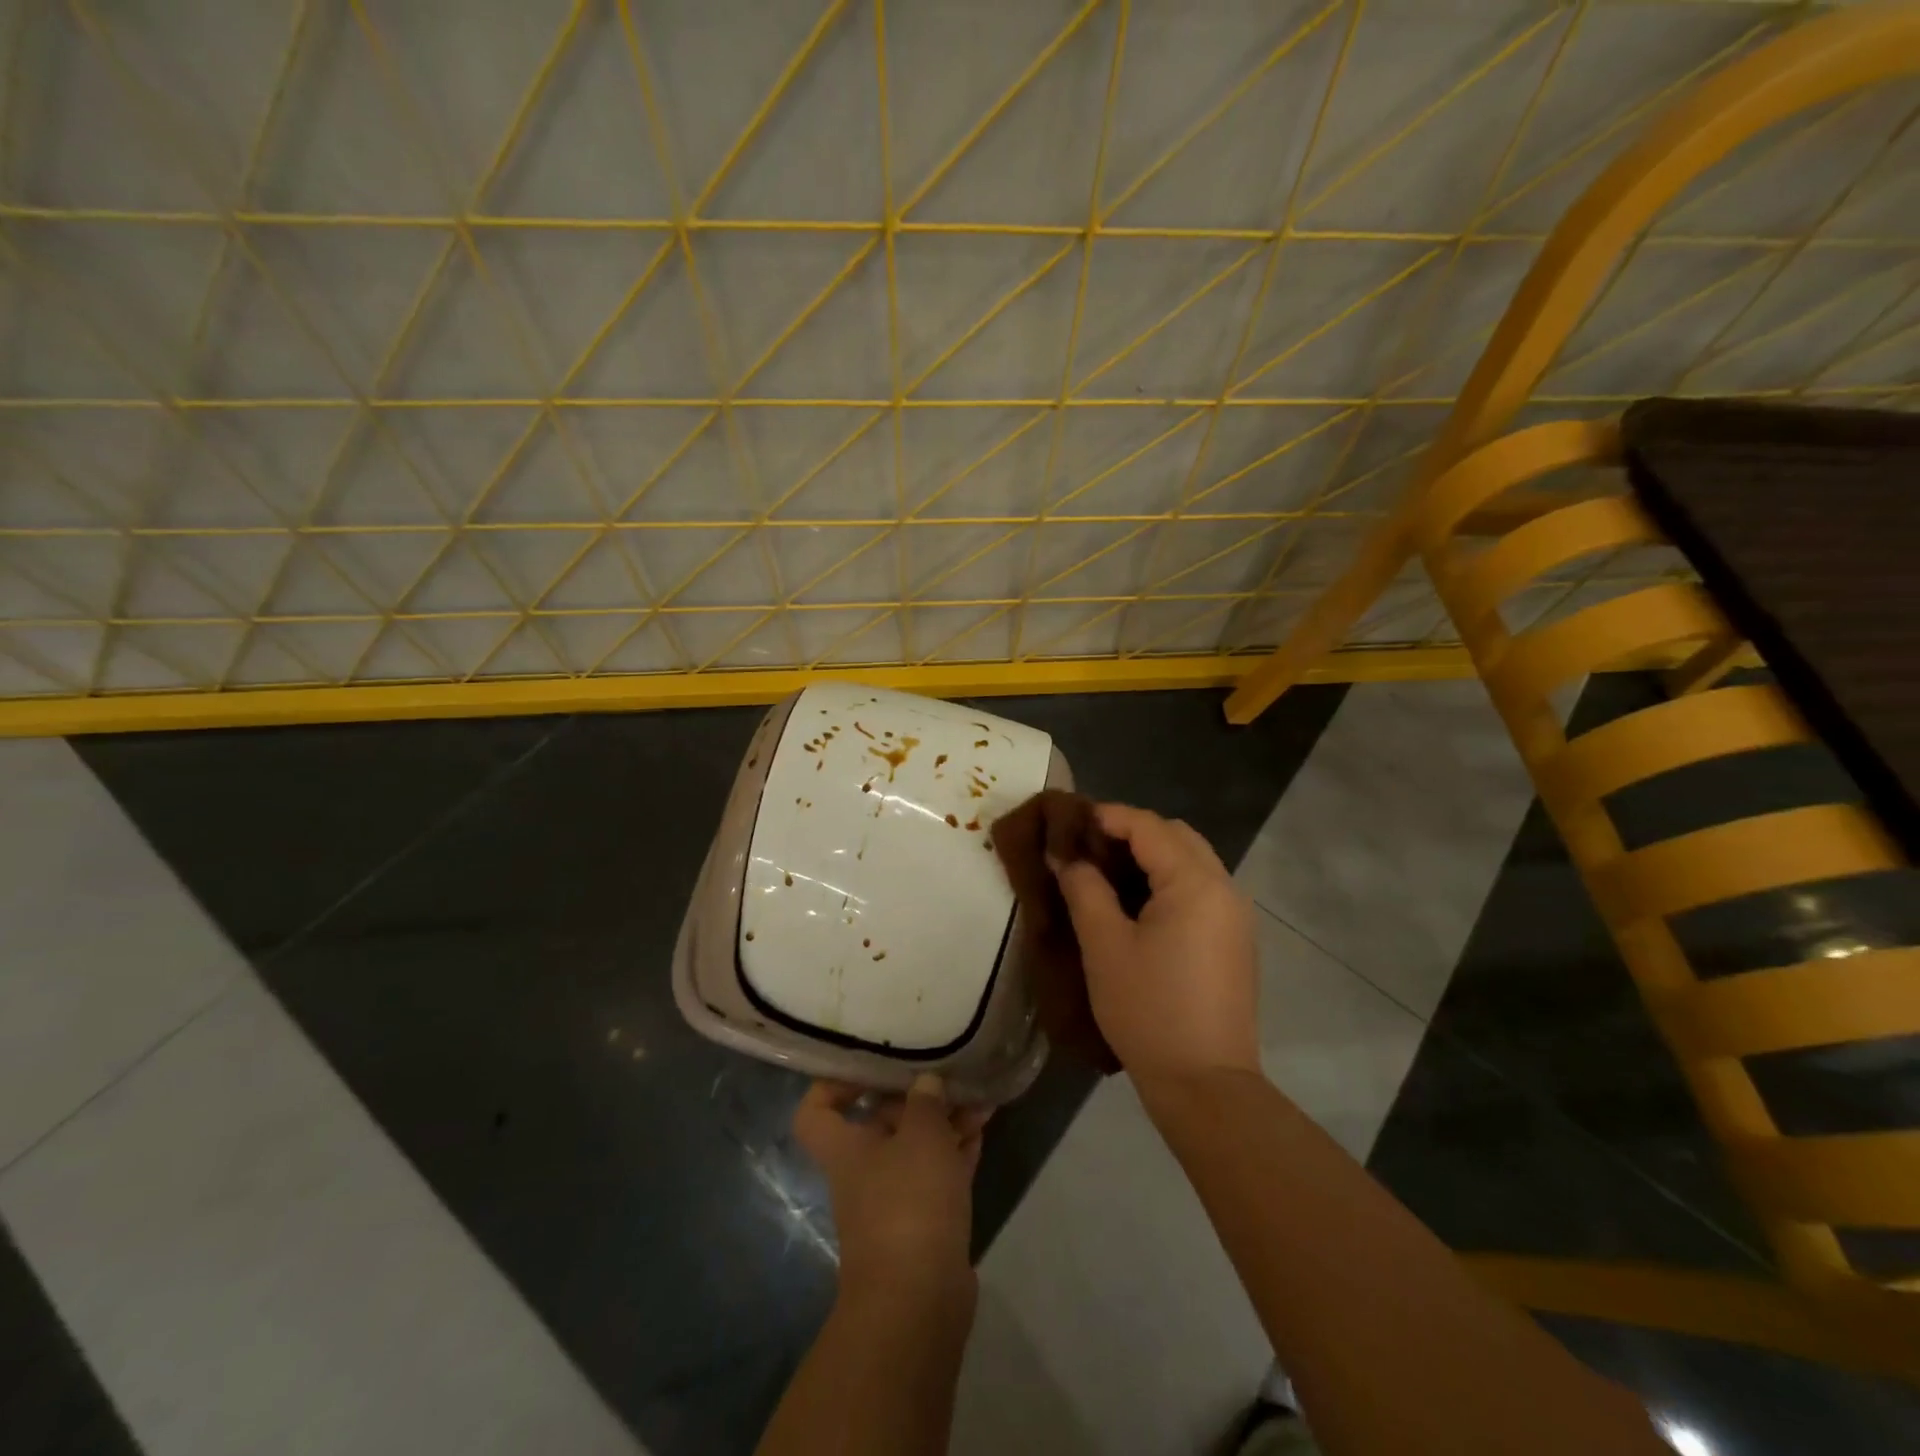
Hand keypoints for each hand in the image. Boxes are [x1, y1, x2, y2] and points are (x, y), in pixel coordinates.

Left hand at [793, 1075, 989, 1305]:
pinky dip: (958, 1152)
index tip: (869, 1064)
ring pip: (918, 1148)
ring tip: (980, 1098)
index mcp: (846, 1149)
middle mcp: (864, 1171)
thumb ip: (925, 1102)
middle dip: (917, 1098)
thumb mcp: (921, 1137)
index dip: (834, 1084)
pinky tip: (983, 1129)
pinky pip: (940, 1174)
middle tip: (949, 1075)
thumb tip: (926, 1083)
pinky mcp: (926, 1223)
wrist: (919, 1301)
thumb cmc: (909, 1202)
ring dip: (945, 1123)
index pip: (816, 1110)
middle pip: (881, 1123)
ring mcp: (895, 1200)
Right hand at [1052, 803, 1259, 1082]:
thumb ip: (1083, 888)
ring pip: (1191, 860)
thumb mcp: (1104, 945)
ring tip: (1105, 871)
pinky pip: (1200, 887)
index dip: (1106, 816)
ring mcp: (1235, 914)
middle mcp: (1225, 888)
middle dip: (1131, 831)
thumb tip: (1064, 854)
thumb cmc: (1149, 1010)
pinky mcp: (1234, 938)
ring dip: (1150, 854)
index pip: (1148, 826)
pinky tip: (1136, 901)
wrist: (1206, 1084)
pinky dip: (1168, 879)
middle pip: (1176, 835)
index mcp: (1196, 883)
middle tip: (1086, 846)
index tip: (1068, 822)